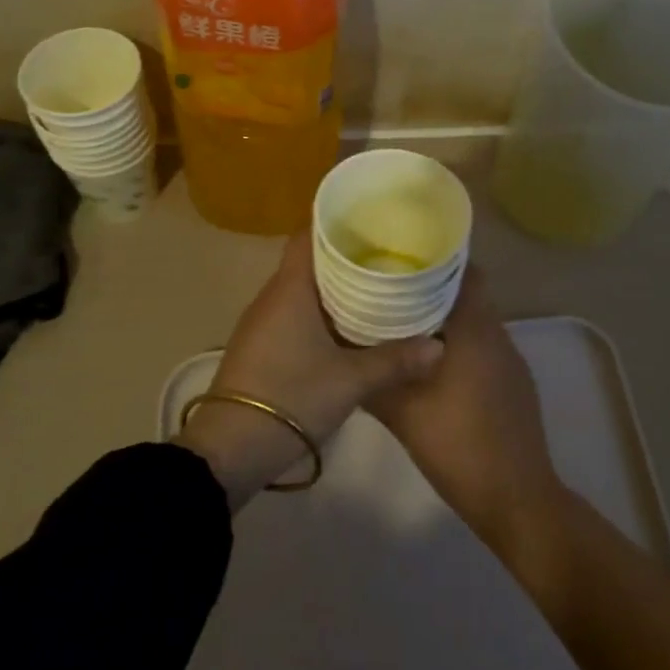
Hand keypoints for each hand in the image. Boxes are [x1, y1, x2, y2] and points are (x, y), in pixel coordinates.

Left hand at [177, 231, 444, 508]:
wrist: (230, 449)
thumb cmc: (291, 397)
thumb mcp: (351, 380)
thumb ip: (395, 360)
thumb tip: (439, 346)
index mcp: (291, 288)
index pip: (309, 235)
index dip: (337, 223)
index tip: (370, 220)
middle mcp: (273, 295)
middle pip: (309, 260)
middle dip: (345, 255)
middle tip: (386, 254)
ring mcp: (263, 322)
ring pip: (302, 288)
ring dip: (333, 285)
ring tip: (374, 285)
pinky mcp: (261, 345)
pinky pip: (294, 312)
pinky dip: (320, 310)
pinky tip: (347, 325)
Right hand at [366, 270, 566, 555]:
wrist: (516, 499)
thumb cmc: (457, 445)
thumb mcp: (402, 413)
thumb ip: (373, 377)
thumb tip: (342, 350)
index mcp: (474, 328)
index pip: (463, 270)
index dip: (434, 259)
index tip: (402, 257)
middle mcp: (497, 333)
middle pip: (468, 292)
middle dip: (433, 288)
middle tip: (393, 289)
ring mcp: (510, 359)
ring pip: (476, 320)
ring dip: (447, 318)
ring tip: (405, 322)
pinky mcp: (514, 382)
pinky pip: (484, 345)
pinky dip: (461, 343)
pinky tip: (433, 363)